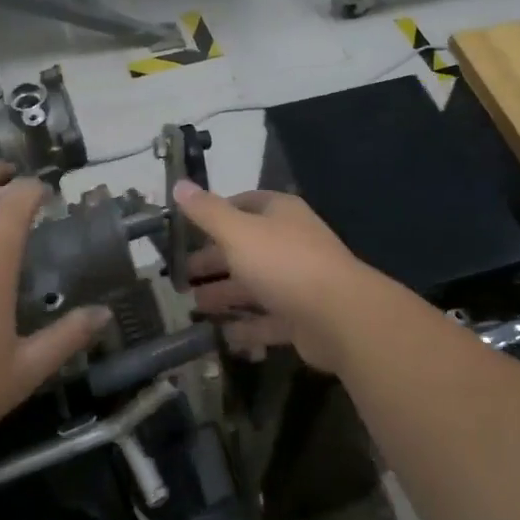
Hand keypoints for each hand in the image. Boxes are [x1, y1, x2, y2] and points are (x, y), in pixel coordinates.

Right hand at [176, 181, 381, 372]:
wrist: (340, 316)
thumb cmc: (284, 263)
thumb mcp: (238, 232)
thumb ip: (207, 212)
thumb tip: (179, 184)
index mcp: (280, 213)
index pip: (243, 204)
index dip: (215, 214)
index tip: (186, 230)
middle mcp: (291, 242)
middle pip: (246, 248)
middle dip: (214, 261)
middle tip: (181, 276)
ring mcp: (299, 281)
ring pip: (255, 285)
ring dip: (226, 294)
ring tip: (194, 306)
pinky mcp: (302, 317)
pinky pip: (269, 320)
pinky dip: (247, 327)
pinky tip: (223, 336)